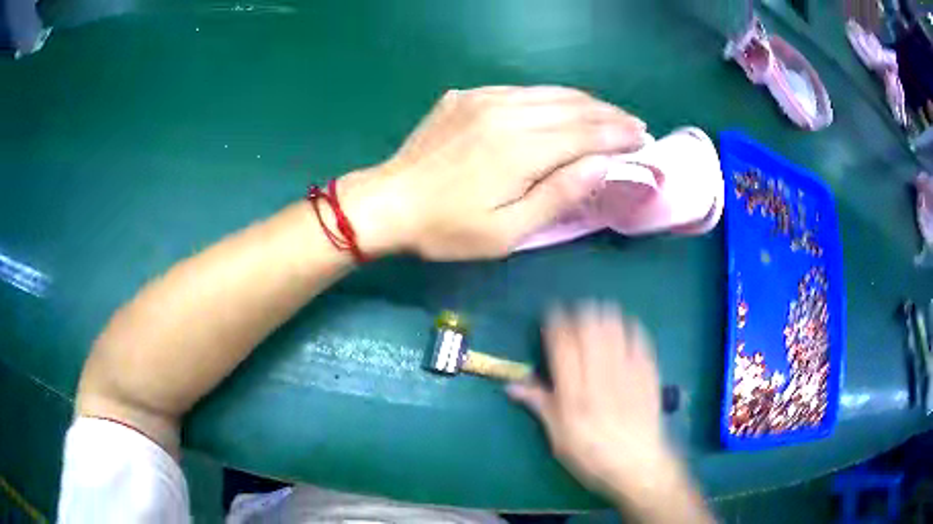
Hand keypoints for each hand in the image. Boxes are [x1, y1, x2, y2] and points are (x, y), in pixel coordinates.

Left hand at [339, 86, 646, 259]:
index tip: (643, 138)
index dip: (619, 135)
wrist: (388, 201)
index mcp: (521, 148)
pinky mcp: (468, 95)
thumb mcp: (507, 231)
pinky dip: (551, 98)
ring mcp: (484, 98)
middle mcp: (507, 112)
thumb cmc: (447, 228)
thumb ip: (559, 195)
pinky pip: (522, 90)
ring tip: (608, 115)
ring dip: (586, 103)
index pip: (587, 133)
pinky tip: (561, 108)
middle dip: (610, 115)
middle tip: (634, 126)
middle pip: (574, 106)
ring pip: (550, 92)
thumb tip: (602, 165)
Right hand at [508, 303, 679, 499]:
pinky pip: (640, 340)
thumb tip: (511, 385)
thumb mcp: (558, 437)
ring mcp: (628, 372)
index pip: (562, 346)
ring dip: (605, 315)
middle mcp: (600, 376)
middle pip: (590, 329)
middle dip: (581, 313)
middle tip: (576, 313)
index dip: (556, 324)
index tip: (552, 314)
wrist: (637, 465)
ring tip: (599, 313)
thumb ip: (539, 405)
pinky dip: (631, 327)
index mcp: (574, 393)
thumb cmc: (591, 455)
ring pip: (615, 328)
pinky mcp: (648, 374)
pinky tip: (626, 327)